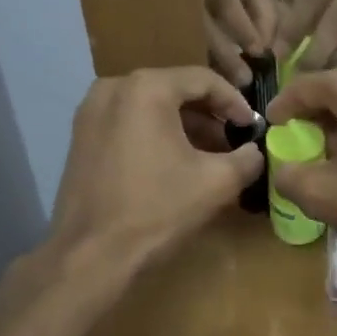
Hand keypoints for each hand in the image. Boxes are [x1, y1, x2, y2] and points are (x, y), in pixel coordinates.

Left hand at [50, 67, 261, 275]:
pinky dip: (156, 135)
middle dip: (210, 115)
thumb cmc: (158, 210)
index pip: (204, 79)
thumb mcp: (217, 183)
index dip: (235, 102)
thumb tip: (256, 152)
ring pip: (151, 107)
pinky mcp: (80, 138)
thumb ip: (247, 158)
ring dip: (184, 126)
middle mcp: (114, 88)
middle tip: (234, 141)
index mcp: (147, 88)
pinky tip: (175, 165)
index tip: (252, 127)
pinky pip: (129, 122)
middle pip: (175, 90)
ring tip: (209, 156)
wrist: (91, 255)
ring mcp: (90, 112)